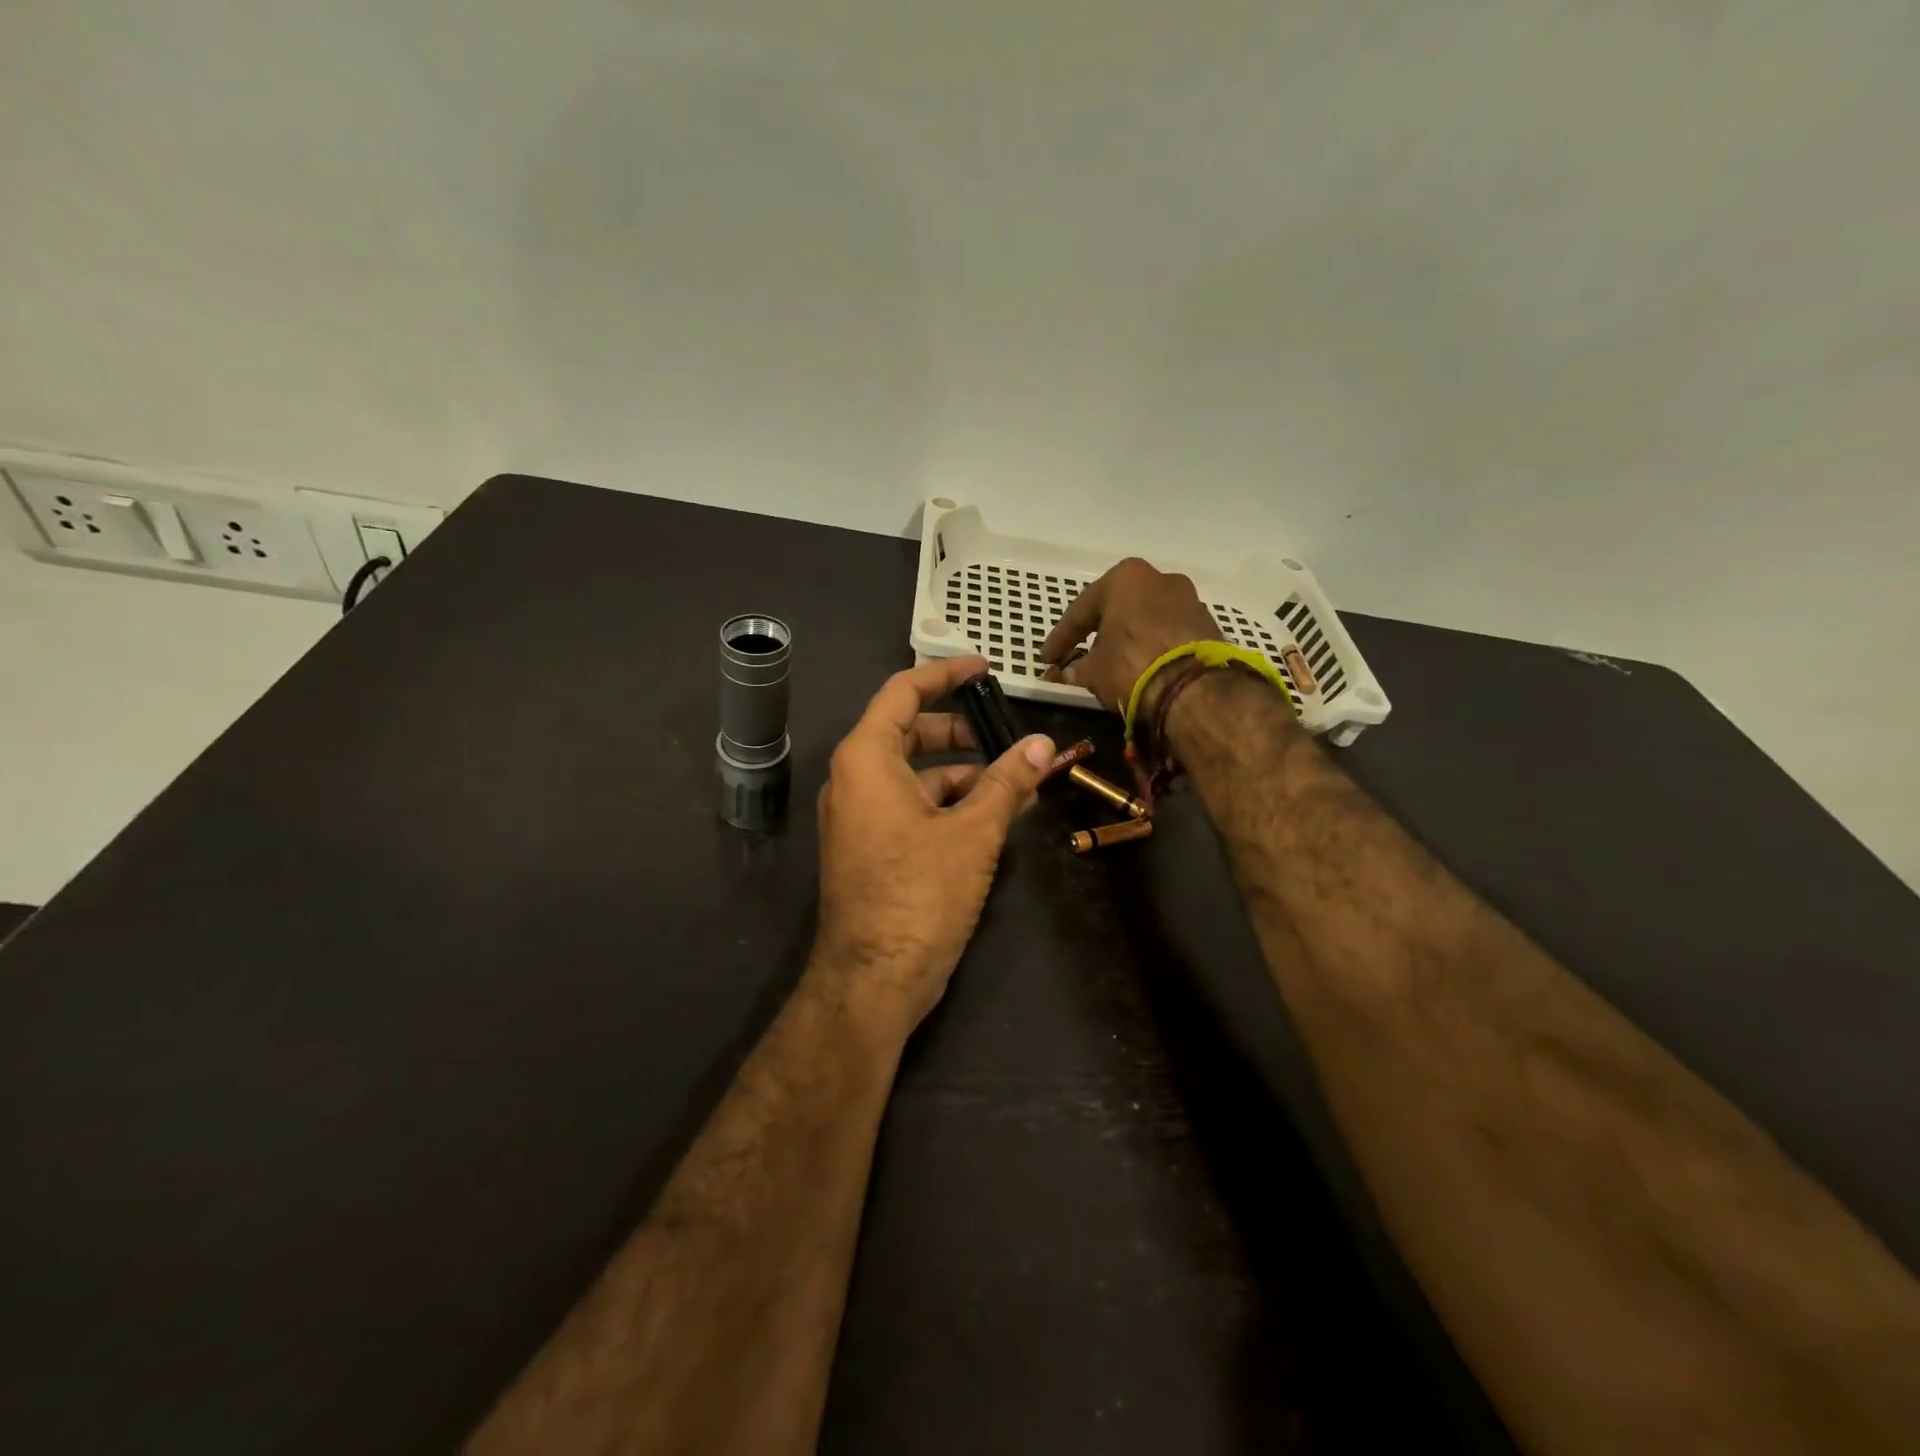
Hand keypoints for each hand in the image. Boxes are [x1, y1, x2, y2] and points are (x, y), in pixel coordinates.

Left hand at [813, 656, 1054, 1039]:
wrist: (873, 980)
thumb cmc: (919, 895)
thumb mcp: (973, 833)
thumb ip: (1007, 782)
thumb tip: (1042, 744)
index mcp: (866, 759)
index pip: (903, 692)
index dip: (945, 673)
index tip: (984, 668)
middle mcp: (854, 779)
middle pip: (909, 732)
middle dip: (960, 728)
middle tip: (1005, 732)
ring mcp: (859, 816)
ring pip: (915, 773)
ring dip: (963, 772)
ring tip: (1015, 781)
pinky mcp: (871, 847)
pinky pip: (911, 805)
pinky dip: (949, 802)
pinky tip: (991, 816)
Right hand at [1039, 558, 1222, 713]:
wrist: (1194, 689)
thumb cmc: (1132, 666)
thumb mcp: (1093, 671)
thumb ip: (1076, 668)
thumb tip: (1066, 672)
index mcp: (1125, 578)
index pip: (1081, 610)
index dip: (1060, 638)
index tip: (1047, 658)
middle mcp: (1159, 578)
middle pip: (1117, 608)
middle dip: (1097, 633)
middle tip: (1077, 655)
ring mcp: (1189, 600)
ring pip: (1145, 619)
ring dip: (1127, 638)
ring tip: (1111, 664)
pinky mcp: (1208, 625)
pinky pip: (1168, 634)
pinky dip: (1151, 647)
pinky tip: (1141, 667)